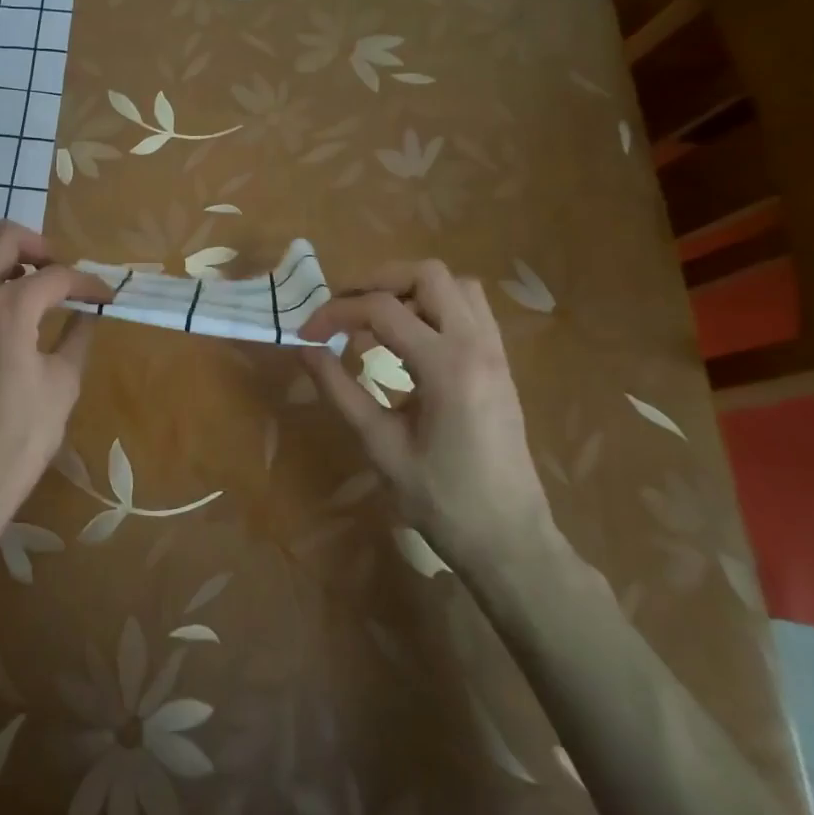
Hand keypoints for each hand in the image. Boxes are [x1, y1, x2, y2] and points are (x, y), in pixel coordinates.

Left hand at [0, 222, 110, 529]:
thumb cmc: (18, 439)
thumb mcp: (62, 385)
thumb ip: (78, 337)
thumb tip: (90, 311)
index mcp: (8, 311)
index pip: (56, 276)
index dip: (86, 282)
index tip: (103, 294)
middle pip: (2, 237)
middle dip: (39, 245)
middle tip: (58, 271)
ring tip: (12, 272)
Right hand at [299, 259, 554, 569]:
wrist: (509, 540)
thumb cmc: (441, 500)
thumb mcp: (380, 446)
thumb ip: (340, 390)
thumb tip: (304, 348)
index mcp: (447, 367)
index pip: (382, 309)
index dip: (335, 313)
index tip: (306, 334)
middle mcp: (477, 346)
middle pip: (427, 275)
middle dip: (377, 282)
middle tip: (343, 310)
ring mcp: (495, 353)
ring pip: (454, 285)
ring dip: (409, 290)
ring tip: (374, 320)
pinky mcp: (499, 364)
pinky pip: (468, 309)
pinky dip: (432, 307)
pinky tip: (407, 340)